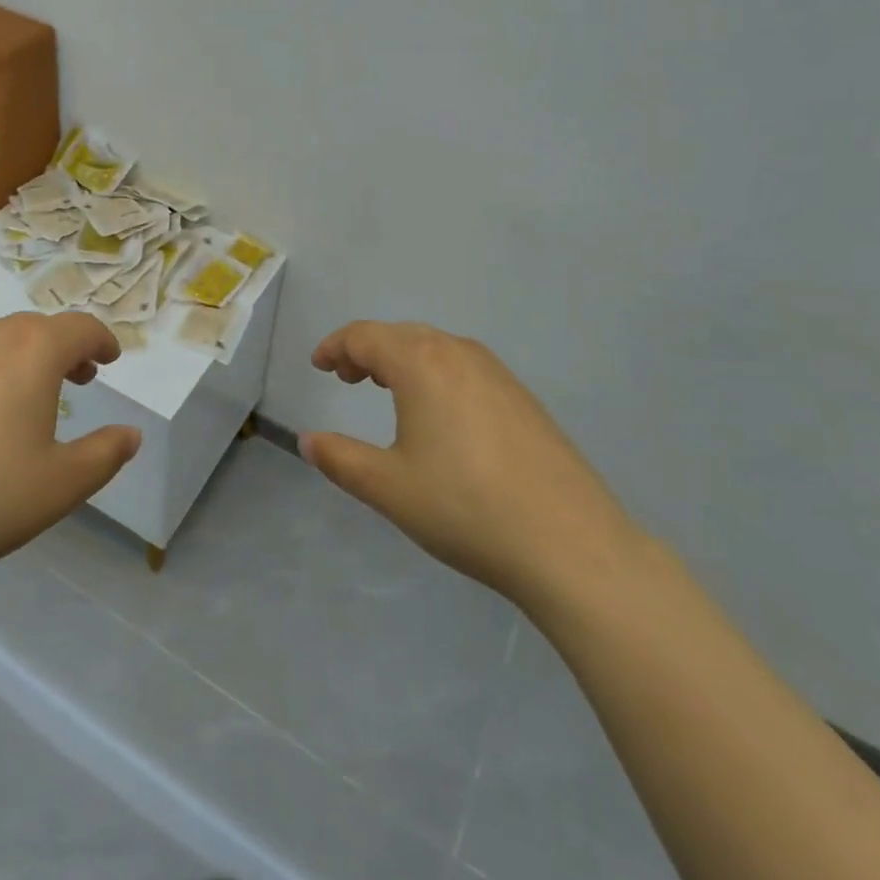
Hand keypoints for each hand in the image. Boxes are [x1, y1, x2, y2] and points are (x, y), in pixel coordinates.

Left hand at [0, 313, 140, 592]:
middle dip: (64, 348)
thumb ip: (106, 454)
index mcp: (33, 351)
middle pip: (37, 328)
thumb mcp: (62, 484)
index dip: (102, 340)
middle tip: (79, 379)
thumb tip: (131, 435)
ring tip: (29, 397)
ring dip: (23, 357)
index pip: (80, 328)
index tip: (110, 358)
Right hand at [303, 322, 647, 615]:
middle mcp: (459, 354)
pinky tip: (441, 413)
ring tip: (387, 389)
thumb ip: (340, 459)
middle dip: (367, 350)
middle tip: (347, 378)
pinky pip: (465, 366)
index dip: (335, 346)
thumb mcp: (388, 488)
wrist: (570, 544)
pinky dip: (436, 373)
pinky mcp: (523, 397)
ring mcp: (498, 373)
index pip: (365, 336)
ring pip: (436, 347)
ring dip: (403, 359)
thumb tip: (308, 440)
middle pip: (401, 335)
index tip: (318, 366)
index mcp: (421, 363)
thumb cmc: (465, 508)